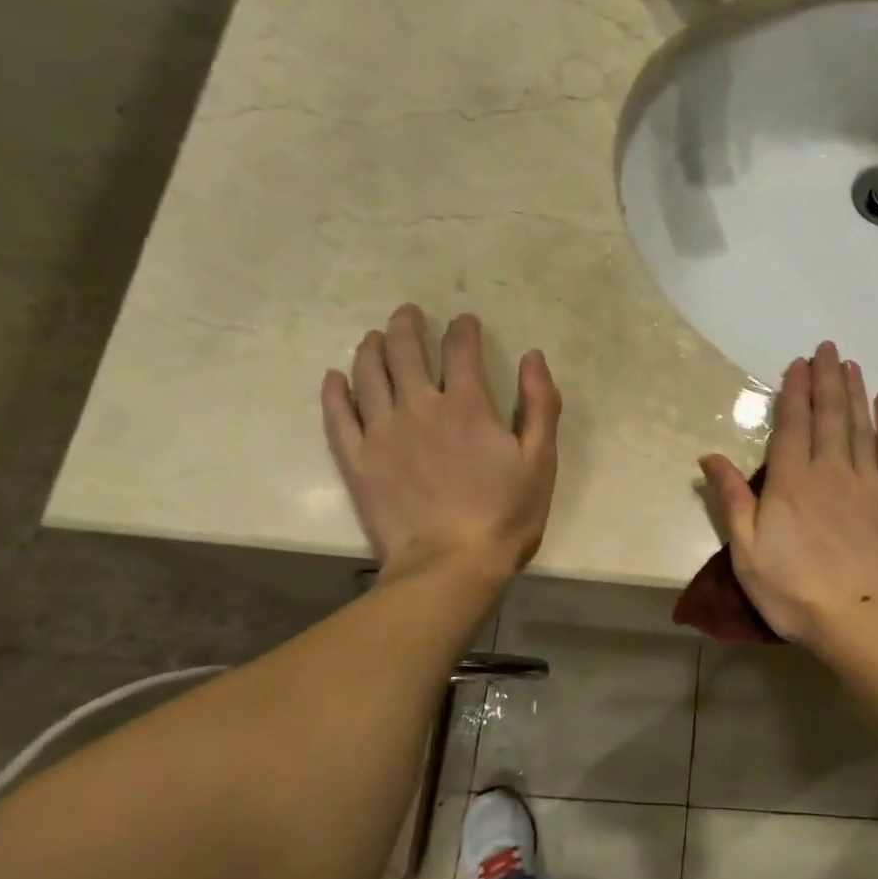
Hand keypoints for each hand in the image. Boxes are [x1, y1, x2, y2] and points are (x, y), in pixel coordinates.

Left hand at [321, 304, 560, 583]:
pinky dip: (335, 391)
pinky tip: (336, 378)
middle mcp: (421, 407)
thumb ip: (540, 404)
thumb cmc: (506, 515)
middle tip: (409, 314)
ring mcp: (382, 432)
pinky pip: (338, 415)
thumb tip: (533, 356)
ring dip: (372, 348)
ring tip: (374, 337)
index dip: (463, 330)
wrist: (451, 565)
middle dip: (408, 326)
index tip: (464, 321)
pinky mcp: (357, 460)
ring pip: (369, 374)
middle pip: (406, 351)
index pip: (461, 350)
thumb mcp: (541, 460)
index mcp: (468, 406)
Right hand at [700, 342, 877, 645]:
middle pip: (829, 415)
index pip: (792, 424)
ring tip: (851, 365)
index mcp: (791, 482)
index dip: (794, 391)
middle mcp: (831, 470)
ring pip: (861, 425)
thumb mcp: (747, 553)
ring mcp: (869, 482)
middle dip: (826, 378)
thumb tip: (709, 457)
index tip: (798, 364)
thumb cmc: (796, 592)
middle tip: (827, 348)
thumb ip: (732, 500)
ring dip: (854, 392)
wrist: (863, 619)